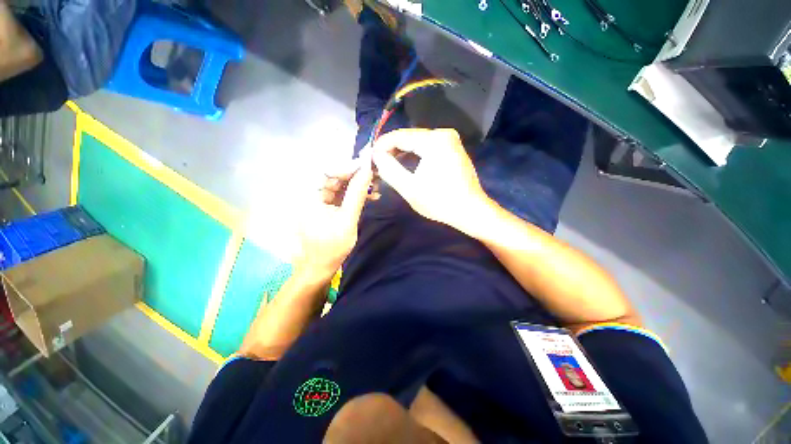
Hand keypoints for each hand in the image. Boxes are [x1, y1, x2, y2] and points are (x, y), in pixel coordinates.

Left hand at [296, 156, 373, 280]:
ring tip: (376, 186)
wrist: (321, 267)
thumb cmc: (331, 247)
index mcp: (308, 196)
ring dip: (358, 184)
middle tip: (375, 174)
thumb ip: (356, 195)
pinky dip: (355, 194)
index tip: (366, 164)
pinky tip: (371, 196)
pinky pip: (342, 194)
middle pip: (334, 175)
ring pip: (340, 184)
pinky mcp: (328, 206)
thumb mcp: (347, 220)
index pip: (326, 171)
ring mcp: (320, 200)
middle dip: (355, 174)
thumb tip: (367, 171)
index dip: (346, 165)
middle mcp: (311, 194)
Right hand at [371, 129, 492, 231]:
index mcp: (434, 140)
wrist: (470, 211)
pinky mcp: (453, 149)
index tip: (369, 155)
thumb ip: (390, 169)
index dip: (382, 145)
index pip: (400, 136)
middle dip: (391, 148)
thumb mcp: (410, 188)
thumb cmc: (440, 201)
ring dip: (402, 152)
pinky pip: (428, 147)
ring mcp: (451, 141)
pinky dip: (414, 154)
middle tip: (376, 161)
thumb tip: (376, 156)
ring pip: (418, 142)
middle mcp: (444, 134)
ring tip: (387, 163)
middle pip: (410, 137)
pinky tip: (405, 162)